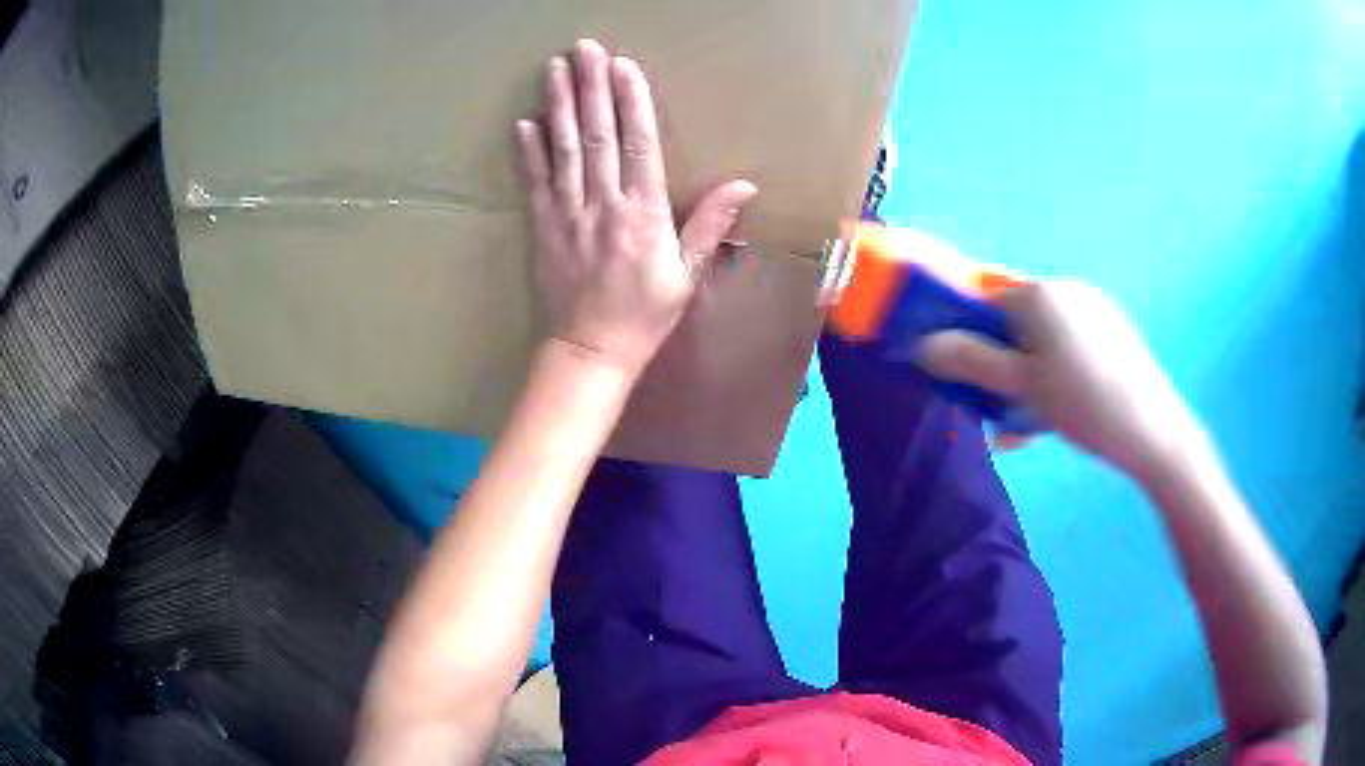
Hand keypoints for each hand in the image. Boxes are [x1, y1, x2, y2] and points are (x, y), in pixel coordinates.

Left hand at [514, 39, 757, 376]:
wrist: (591, 352)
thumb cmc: (645, 315)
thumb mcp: (687, 274)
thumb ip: (710, 224)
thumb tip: (744, 185)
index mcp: (644, 214)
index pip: (638, 144)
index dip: (630, 101)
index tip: (623, 66)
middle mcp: (604, 204)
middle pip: (597, 135)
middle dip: (590, 87)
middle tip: (584, 48)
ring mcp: (568, 214)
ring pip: (563, 149)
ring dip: (558, 105)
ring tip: (555, 68)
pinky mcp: (542, 228)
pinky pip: (535, 183)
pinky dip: (529, 152)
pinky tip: (524, 122)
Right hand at [918, 280, 1203, 481]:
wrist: (1154, 432)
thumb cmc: (1085, 405)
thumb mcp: (1022, 388)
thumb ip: (970, 362)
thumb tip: (922, 345)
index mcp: (1039, 294)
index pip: (983, 303)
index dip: (965, 338)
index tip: (963, 380)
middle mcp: (1064, 290)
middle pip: (1012, 322)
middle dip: (998, 364)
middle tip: (997, 409)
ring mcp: (1092, 310)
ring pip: (1040, 340)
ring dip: (1024, 377)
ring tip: (1026, 423)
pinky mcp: (1110, 333)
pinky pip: (1067, 347)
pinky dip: (1052, 375)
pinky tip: (1056, 413)